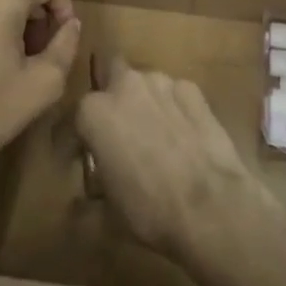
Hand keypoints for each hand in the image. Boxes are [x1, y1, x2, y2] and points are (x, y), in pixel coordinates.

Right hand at [75, 56, 276, 269]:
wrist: (210, 206)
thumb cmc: (149, 210)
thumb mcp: (107, 211)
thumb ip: (90, 191)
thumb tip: (84, 197)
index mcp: (94, 112)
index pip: (75, 117)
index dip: (78, 138)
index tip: (83, 156)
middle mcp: (125, 85)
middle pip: (111, 75)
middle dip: (112, 95)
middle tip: (120, 130)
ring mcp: (162, 82)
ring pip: (145, 83)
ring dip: (145, 101)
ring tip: (156, 133)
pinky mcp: (193, 88)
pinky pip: (175, 93)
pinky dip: (174, 107)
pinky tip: (183, 134)